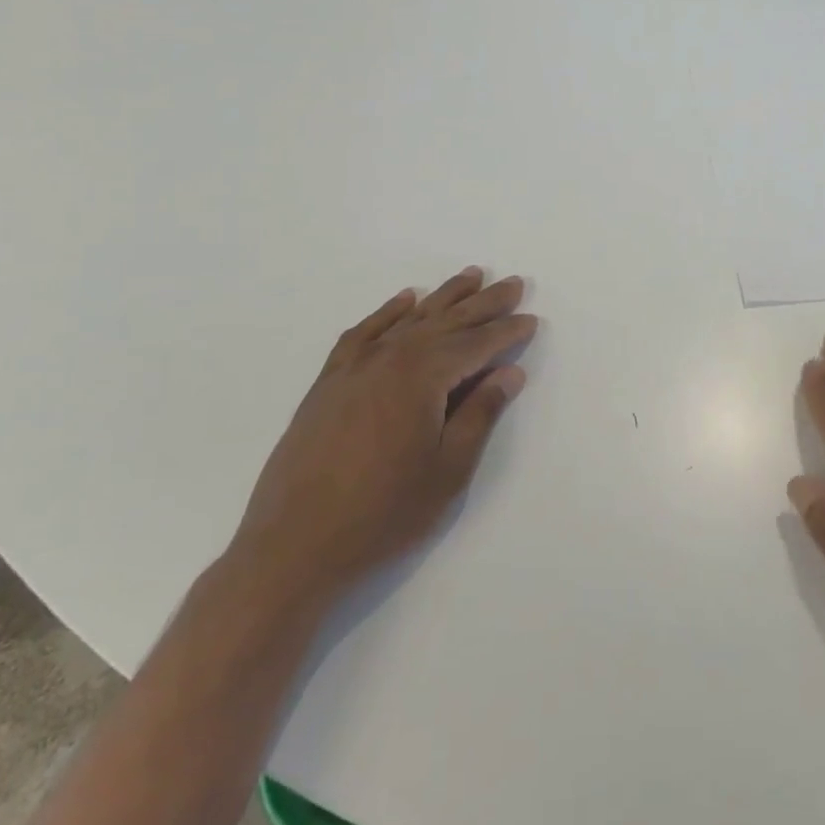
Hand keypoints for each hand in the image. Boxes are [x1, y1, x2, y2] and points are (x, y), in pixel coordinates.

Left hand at [229, 267, 537, 609]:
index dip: (507, 332)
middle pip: (446, 322)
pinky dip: (388, 313)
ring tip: (470, 276)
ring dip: (443, 297)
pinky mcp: (328, 383)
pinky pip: (364, 333)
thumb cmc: (384, 514)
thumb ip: (480, 414)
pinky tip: (404, 301)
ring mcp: (353, 368)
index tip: (531, 319)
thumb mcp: (448, 470)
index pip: (476, 344)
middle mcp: (388, 359)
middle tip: (513, 282)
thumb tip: (509, 373)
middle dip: (483, 303)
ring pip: (408, 320)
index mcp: (421, 378)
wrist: (293, 548)